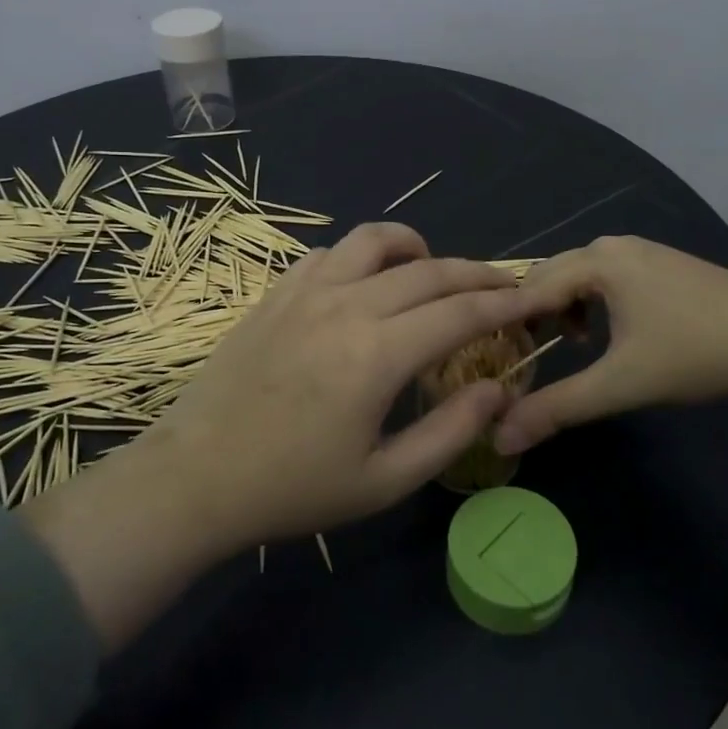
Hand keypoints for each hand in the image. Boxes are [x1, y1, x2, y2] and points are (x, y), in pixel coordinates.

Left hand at [146, 222, 542, 552]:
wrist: (197, 476)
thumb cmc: (293, 488)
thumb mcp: (384, 480)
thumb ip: (450, 431)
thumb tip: (498, 389)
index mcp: (378, 353)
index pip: (460, 312)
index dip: (503, 303)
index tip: (530, 300)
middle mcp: (346, 306)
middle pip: (428, 270)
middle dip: (475, 274)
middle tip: (502, 285)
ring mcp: (305, 292)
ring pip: (373, 241)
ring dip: (416, 247)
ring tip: (433, 270)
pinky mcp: (276, 294)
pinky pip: (329, 254)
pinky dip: (361, 258)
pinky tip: (364, 285)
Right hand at [494, 235, 727, 454]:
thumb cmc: (696, 354)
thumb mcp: (621, 384)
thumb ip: (559, 408)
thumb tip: (501, 437)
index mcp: (597, 261)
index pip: (529, 288)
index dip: (509, 324)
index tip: (497, 359)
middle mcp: (611, 245)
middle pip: (550, 275)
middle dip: (534, 314)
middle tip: (529, 356)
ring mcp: (640, 250)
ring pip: (578, 275)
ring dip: (563, 308)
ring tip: (571, 347)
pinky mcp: (660, 262)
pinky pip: (604, 276)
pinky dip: (591, 301)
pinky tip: (608, 333)